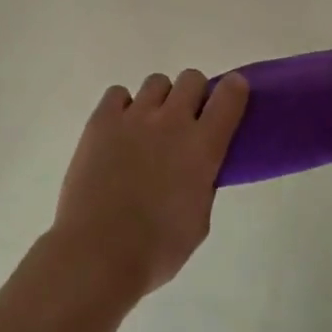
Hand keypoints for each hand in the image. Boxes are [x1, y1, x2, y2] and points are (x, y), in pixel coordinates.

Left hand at [48, 70, 247, 303]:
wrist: (97, 253)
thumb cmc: (156, 249)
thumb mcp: (199, 221)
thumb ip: (204, 184)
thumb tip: (198, 168)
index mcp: (203, 146)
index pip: (230, 95)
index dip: (234, 89)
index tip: (230, 96)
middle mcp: (172, 121)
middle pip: (192, 78)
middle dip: (193, 95)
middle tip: (184, 122)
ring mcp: (135, 116)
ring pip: (157, 82)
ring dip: (159, 101)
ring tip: (147, 129)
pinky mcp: (101, 120)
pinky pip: (118, 93)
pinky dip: (122, 107)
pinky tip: (118, 131)